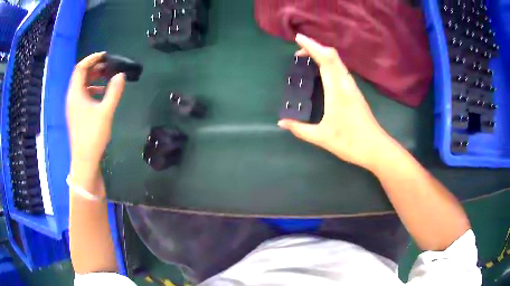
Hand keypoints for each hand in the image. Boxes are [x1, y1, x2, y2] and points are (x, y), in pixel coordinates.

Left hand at [66, 52, 125, 170]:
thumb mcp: (106, 112)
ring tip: (107, 77)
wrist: (84, 160)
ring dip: (94, 78)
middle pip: (80, 75)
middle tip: (109, 65)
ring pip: (81, 85)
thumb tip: (121, 75)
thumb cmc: (93, 135)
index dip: (92, 58)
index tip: (106, 55)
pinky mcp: (76, 114)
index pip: (80, 67)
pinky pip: (83, 95)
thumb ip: (114, 91)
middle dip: (94, 67)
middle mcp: (72, 97)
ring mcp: (73, 106)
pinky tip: (102, 94)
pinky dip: (92, 89)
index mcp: (76, 94)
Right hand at [278, 34, 391, 169]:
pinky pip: (340, 69)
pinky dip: (329, 63)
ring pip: (338, 62)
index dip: (312, 46)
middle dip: (314, 48)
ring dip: (322, 55)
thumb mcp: (321, 137)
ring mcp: (352, 86)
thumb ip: (299, 129)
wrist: (375, 148)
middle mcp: (345, 83)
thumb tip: (281, 122)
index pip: (325, 59)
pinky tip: (322, 71)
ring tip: (307, 58)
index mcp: (337, 90)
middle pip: (332, 56)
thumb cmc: (349, 142)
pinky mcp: (355, 91)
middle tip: (298, 52)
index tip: (298, 39)